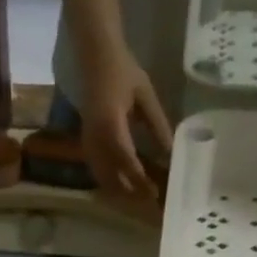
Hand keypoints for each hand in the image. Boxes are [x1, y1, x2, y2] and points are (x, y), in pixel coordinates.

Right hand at [79, 45, 173, 198]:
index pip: (127, 162)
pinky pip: (96, 169)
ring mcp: (88, 142)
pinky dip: (109, 180)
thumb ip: (157, 125)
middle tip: (149, 200)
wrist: (95, 56)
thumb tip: (170, 152)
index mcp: (111, 126)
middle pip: (111, 177)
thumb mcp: (145, 96)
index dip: (140, 180)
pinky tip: (121, 184)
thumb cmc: (122, 70)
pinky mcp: (86, 142)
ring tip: (137, 197)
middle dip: (130, 192)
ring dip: (119, 189)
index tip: (155, 192)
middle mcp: (96, 139)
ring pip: (101, 177)